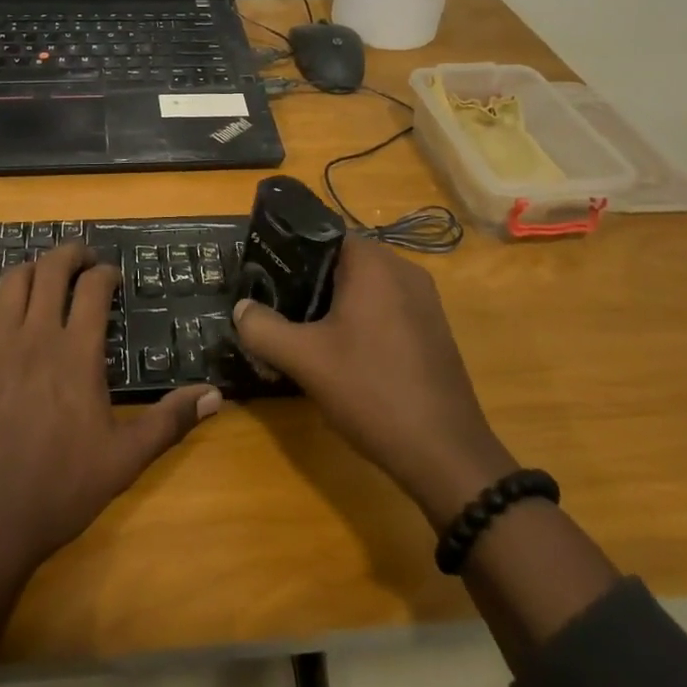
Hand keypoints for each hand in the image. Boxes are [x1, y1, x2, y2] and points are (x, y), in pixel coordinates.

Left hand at [0, 243, 220, 577]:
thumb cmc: (60, 489)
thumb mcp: (124, 459)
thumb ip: (169, 421)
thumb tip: (214, 395)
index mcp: (76, 352)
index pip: (92, 287)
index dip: (106, 272)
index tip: (113, 276)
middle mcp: (35, 337)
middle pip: (50, 269)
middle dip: (70, 254)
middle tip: (84, 260)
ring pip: (12, 282)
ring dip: (33, 269)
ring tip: (47, 277)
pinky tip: (7, 312)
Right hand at [231, 235, 515, 528]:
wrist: (445, 453)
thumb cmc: (371, 391)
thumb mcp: (304, 359)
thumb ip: (263, 328)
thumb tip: (241, 309)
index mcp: (375, 264)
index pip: (323, 233)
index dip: (288, 250)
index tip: (262, 273)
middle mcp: (404, 271)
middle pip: (342, 261)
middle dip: (306, 280)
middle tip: (274, 305)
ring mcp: (424, 302)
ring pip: (364, 288)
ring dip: (332, 304)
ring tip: (299, 330)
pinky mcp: (432, 330)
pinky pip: (385, 309)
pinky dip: (358, 320)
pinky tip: (340, 354)